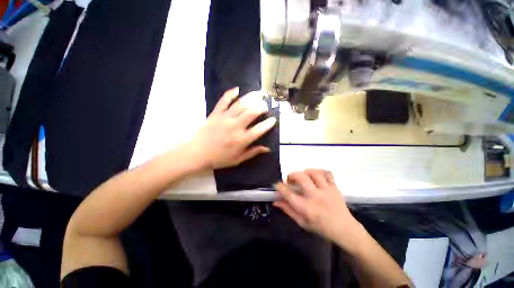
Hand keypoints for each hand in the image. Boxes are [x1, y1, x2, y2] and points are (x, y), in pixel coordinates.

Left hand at [190, 87, 276, 169]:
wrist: (198, 153)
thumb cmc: (220, 158)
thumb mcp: (238, 159)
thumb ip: (253, 152)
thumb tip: (267, 148)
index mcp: (242, 139)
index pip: (259, 129)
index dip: (268, 124)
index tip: (273, 119)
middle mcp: (236, 126)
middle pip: (252, 112)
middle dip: (261, 107)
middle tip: (265, 106)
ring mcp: (225, 118)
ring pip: (240, 104)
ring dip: (251, 98)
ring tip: (258, 95)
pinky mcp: (216, 113)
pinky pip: (223, 101)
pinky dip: (230, 94)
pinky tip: (237, 89)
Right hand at [274, 169, 364, 249]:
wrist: (345, 230)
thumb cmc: (321, 228)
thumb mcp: (302, 222)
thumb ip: (288, 210)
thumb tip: (276, 201)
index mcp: (306, 208)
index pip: (288, 193)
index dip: (280, 187)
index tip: (277, 185)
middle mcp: (315, 196)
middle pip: (301, 178)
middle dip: (291, 175)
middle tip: (290, 180)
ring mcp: (326, 190)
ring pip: (314, 173)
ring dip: (305, 172)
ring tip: (302, 176)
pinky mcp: (334, 187)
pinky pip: (327, 173)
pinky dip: (320, 171)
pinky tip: (315, 175)